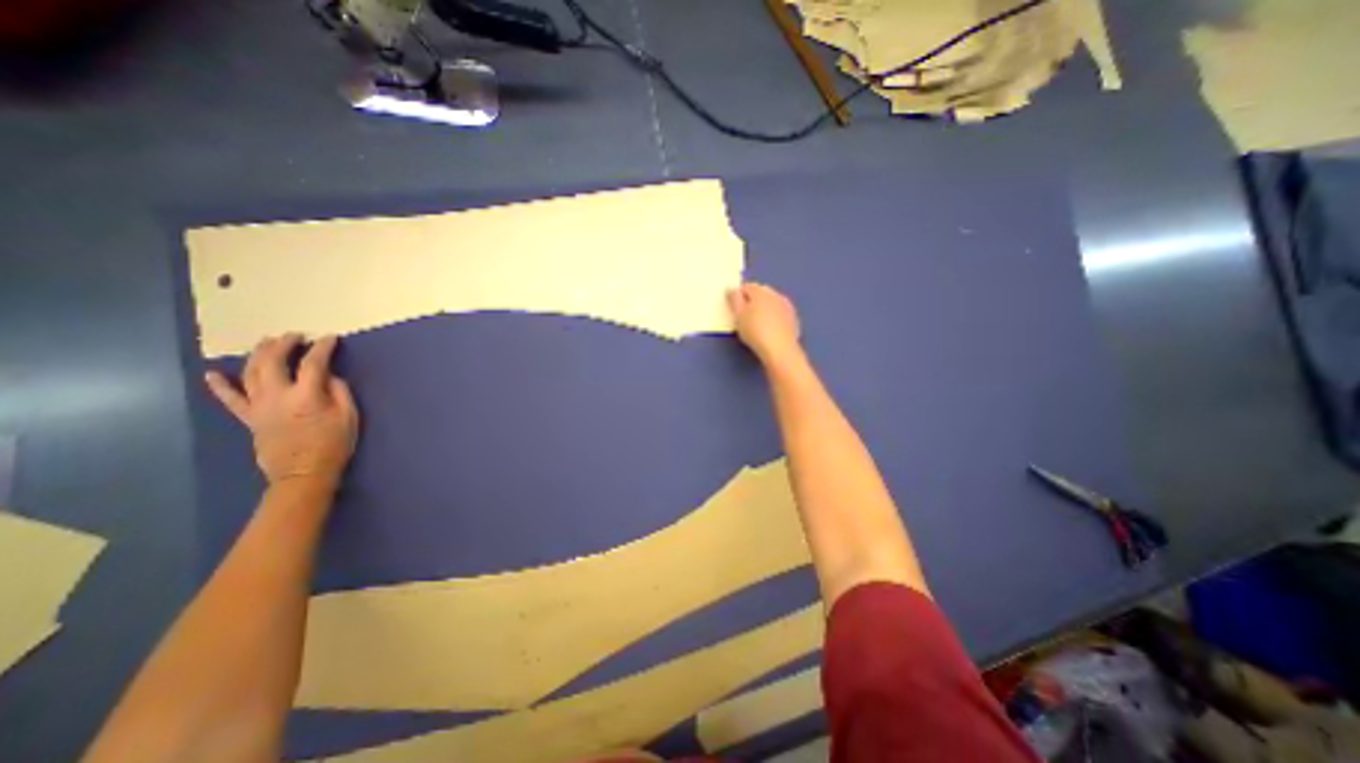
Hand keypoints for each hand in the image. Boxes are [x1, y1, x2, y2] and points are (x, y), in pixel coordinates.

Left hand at [200, 334, 357, 489]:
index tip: (330, 339)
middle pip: (273, 362)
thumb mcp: (349, 417)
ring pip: (251, 373)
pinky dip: (220, 385)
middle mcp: (277, 396)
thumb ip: (340, 392)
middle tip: (295, 336)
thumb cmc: (334, 444)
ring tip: (267, 343)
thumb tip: (330, 376)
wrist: (304, 473)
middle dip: (283, 344)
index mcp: (307, 396)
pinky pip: (229, 399)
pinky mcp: (249, 418)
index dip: (322, 348)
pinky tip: (213, 373)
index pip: (314, 363)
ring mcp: (258, 406)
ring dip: (258, 354)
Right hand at [727, 283, 798, 367]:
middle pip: (760, 294)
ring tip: (756, 326)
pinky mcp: (793, 319)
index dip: (738, 297)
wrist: (780, 349)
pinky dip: (773, 319)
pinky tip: (769, 331)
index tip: (734, 310)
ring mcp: (787, 306)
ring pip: (771, 304)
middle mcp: (776, 294)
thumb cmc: (755, 331)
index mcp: (761, 291)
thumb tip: (732, 290)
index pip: (746, 287)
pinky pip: (779, 315)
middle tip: (744, 318)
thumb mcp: (738, 315)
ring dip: (764, 310)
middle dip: (752, 302)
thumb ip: (734, 299)